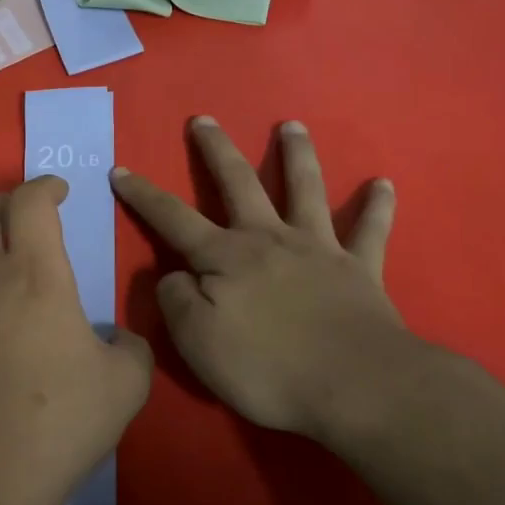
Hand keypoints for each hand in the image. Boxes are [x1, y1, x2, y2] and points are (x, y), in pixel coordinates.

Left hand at [0, 176, 151, 504]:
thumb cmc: (63, 417)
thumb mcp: (126, 383)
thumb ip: (132, 348)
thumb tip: (120, 340)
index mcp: (37, 275)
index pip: (30, 203)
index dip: (45, 185)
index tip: (61, 191)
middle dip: (6, 199)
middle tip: (30, 214)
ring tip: (0, 257)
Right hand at [110, 117, 446, 451]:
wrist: (355, 386)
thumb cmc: (267, 368)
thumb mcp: (197, 341)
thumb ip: (177, 301)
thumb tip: (175, 276)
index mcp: (226, 257)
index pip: (173, 218)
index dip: (144, 195)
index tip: (121, 170)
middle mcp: (270, 239)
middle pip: (239, 183)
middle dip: (217, 150)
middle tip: (205, 119)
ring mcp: (319, 249)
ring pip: (306, 189)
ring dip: (297, 155)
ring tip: (293, 126)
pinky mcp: (360, 269)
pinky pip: (370, 231)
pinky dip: (377, 206)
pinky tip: (383, 183)